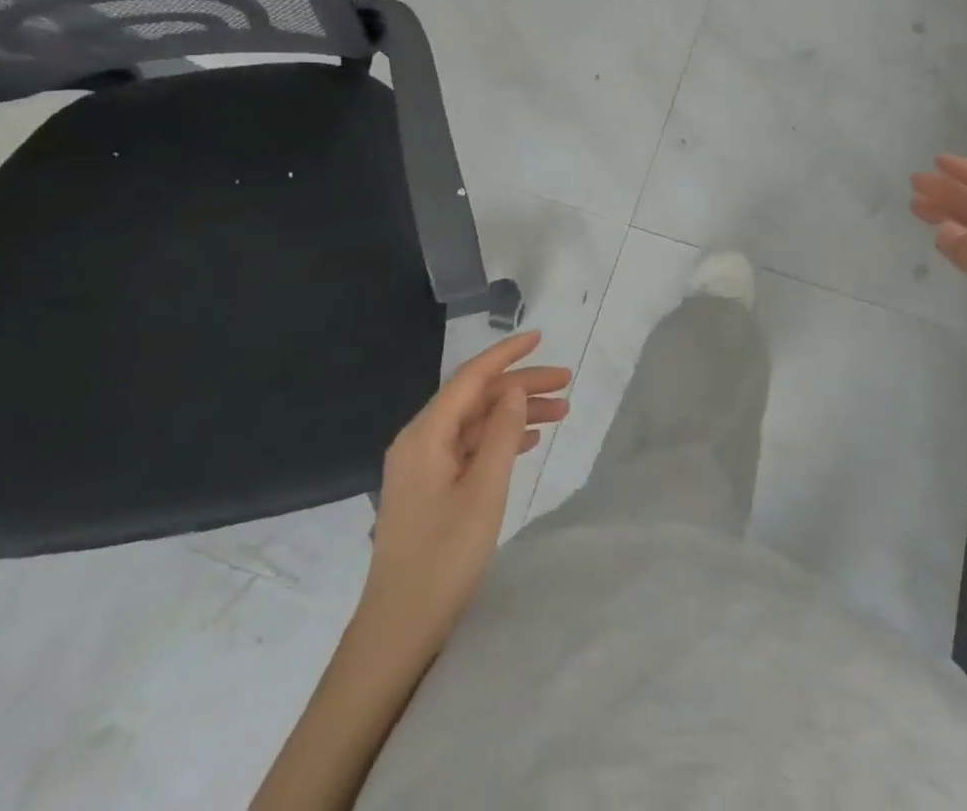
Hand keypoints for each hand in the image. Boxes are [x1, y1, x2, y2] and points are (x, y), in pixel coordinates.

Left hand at [359, 331, 571, 653]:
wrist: (400, 629)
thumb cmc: (444, 557)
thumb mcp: (484, 491)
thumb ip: (502, 434)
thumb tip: (515, 391)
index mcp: (425, 434)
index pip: (471, 377)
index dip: (507, 354)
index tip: (540, 336)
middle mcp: (420, 441)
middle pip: (476, 398)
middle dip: (521, 386)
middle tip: (567, 385)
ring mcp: (422, 466)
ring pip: (476, 423)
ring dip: (515, 414)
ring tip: (561, 412)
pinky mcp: (429, 489)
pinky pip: (469, 448)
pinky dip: (500, 439)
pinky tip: (528, 442)